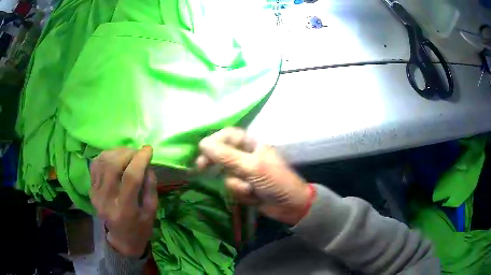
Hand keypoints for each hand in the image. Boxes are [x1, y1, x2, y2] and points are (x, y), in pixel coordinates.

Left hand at [90, 146, 157, 256]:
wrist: (122, 238)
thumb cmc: (140, 227)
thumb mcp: (152, 211)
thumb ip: (150, 186)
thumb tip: (146, 163)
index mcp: (125, 210)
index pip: (131, 178)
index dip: (140, 160)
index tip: (149, 149)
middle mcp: (107, 201)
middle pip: (113, 166)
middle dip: (127, 153)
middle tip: (137, 152)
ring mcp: (96, 195)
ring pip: (102, 162)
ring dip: (116, 152)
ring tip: (127, 154)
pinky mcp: (91, 191)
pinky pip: (95, 165)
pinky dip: (105, 156)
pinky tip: (115, 157)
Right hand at [196, 128, 311, 224]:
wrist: (290, 206)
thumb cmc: (275, 181)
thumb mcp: (251, 167)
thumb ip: (226, 155)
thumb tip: (202, 143)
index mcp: (252, 144)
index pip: (228, 135)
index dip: (214, 140)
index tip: (201, 150)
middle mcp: (246, 155)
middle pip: (222, 153)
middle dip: (214, 162)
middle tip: (200, 168)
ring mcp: (245, 172)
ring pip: (226, 174)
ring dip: (236, 185)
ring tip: (249, 191)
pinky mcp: (245, 187)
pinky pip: (232, 187)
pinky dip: (241, 194)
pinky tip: (254, 198)